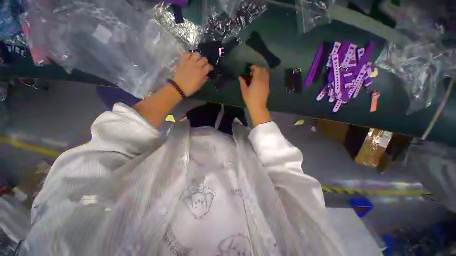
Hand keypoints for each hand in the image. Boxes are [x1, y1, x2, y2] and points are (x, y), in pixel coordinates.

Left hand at [172, 52, 212, 96]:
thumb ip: (204, 79)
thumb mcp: (200, 85)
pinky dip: (190, 55)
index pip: (209, 66)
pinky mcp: (183, 61)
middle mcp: (197, 65)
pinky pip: (187, 54)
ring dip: (198, 56)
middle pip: (204, 59)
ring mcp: (190, 62)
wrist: (179, 87)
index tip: (210, 69)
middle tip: (204, 64)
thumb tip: (206, 75)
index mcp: (202, 72)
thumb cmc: (191, 88)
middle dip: (205, 61)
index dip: (210, 67)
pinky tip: (190, 58)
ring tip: (197, 60)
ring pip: (196, 54)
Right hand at [239, 65, 270, 125]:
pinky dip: (264, 76)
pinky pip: (267, 78)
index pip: (257, 69)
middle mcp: (263, 80)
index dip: (254, 67)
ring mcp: (266, 83)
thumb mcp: (244, 90)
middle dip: (258, 68)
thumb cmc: (250, 99)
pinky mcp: (268, 87)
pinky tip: (259, 81)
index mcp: (257, 80)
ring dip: (262, 72)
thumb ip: (242, 82)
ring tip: (256, 76)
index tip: (250, 68)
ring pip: (266, 73)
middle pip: (263, 69)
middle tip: (252, 72)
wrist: (258, 107)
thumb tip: (240, 77)